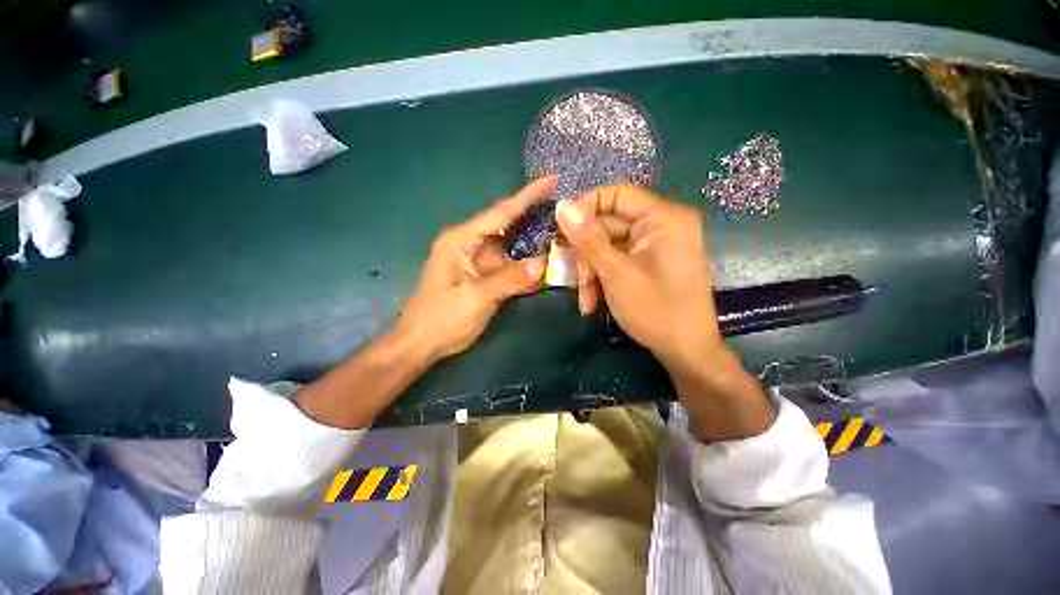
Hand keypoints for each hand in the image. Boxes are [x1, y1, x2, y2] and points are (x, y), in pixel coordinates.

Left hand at [393, 177, 552, 359]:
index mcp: (461, 240)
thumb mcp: (475, 298)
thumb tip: (542, 263)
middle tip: (564, 210)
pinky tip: (547, 266)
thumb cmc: (441, 318)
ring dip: (533, 243)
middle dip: (534, 217)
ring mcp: (478, 261)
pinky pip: (509, 266)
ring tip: (563, 234)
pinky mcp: (483, 276)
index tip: (551, 180)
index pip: (499, 212)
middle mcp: (470, 244)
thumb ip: (509, 279)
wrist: (421, 343)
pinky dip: (526, 266)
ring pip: (511, 247)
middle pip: (507, 225)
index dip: (526, 196)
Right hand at [555, 185, 773, 440]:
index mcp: (663, 218)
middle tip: (572, 279)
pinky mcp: (649, 263)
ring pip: (608, 247)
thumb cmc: (655, 310)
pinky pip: (617, 261)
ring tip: (585, 301)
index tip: (562, 231)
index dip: (585, 208)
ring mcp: (655, 246)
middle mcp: (661, 225)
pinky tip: (593, 303)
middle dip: (586, 255)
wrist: (686, 352)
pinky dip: (602, 279)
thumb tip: (562, 205)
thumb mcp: (615, 273)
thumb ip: (588, 239)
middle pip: (609, 225)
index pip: (617, 194)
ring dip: (591, 272)